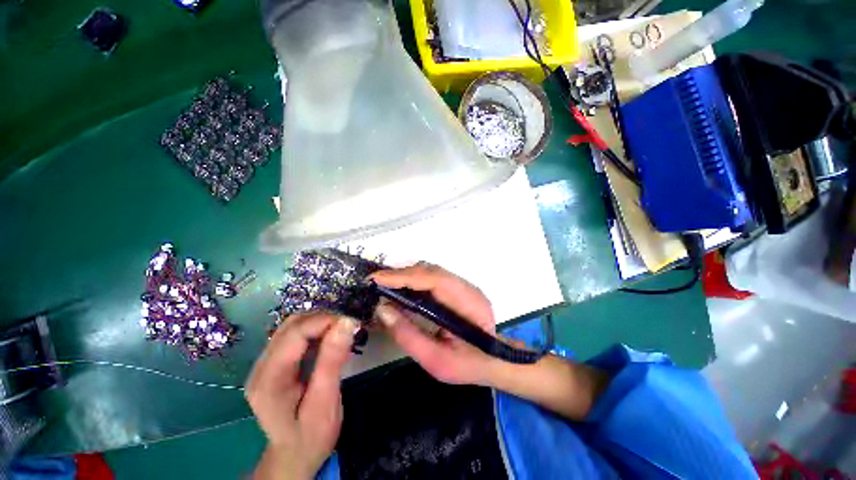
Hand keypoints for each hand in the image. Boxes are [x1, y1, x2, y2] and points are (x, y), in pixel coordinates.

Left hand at [246, 313, 357, 479]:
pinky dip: (316, 331)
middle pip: (291, 326)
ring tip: (342, 330)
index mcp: (269, 380)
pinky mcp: (275, 364)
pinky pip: (295, 336)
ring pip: (292, 327)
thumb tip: (347, 323)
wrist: (294, 456)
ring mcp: (265, 364)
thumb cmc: (311, 436)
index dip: (324, 320)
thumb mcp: (325, 402)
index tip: (351, 321)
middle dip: (323, 318)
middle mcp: (261, 367)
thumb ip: (332, 361)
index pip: (295, 334)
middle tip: (349, 325)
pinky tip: (330, 338)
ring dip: (319, 323)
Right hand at [371, 262, 499, 385]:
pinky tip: (399, 288)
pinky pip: (431, 278)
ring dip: (405, 275)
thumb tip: (382, 310)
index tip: (377, 279)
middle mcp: (466, 288)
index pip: (434, 279)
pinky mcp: (456, 288)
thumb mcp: (436, 360)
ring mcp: (462, 286)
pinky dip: (412, 280)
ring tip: (383, 284)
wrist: (492, 361)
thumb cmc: (467, 365)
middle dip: (400, 274)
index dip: (405, 276)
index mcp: (468, 303)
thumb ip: (409, 335)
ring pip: (430, 271)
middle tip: (375, 282)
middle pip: (430, 271)